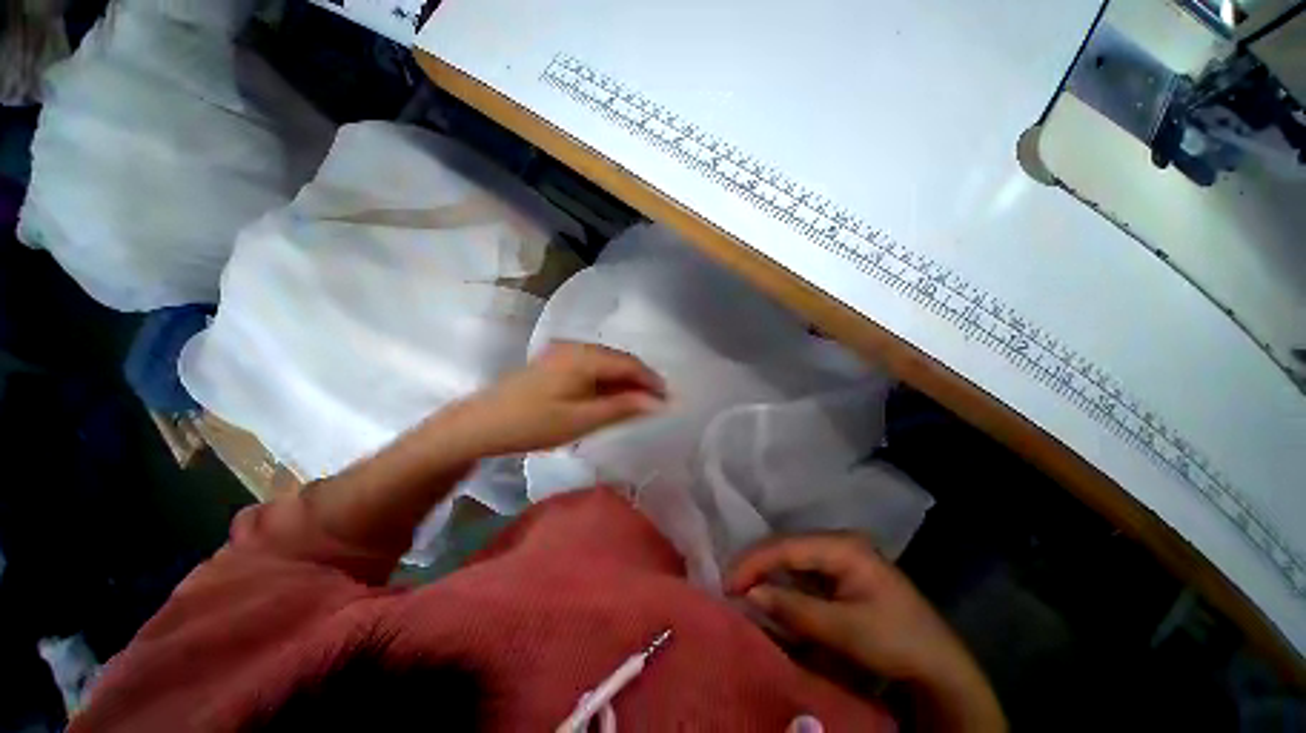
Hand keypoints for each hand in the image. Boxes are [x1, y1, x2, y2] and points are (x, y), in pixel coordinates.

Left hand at [447, 341, 665, 456]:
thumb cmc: (532, 424)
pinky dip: (606, 380)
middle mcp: (576, 346)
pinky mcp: (555, 360)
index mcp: (584, 357)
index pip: (629, 364)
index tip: (669, 399)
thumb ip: (622, 407)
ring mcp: (563, 351)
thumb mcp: (582, 420)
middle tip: (656, 402)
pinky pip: (591, 365)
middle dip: (639, 380)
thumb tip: (658, 402)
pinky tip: (609, 396)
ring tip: (637, 402)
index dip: (651, 380)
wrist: (480, 423)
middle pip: (619, 359)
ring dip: (623, 380)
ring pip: (606, 362)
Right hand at [727, 533, 1005, 730]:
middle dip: (756, 566)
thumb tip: (750, 595)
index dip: (754, 563)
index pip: (786, 546)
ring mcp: (839, 555)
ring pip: (790, 557)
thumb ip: (794, 609)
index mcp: (842, 545)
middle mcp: (837, 541)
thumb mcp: (844, 629)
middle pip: (785, 546)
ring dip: (767, 573)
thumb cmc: (895, 641)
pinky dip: (782, 583)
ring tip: (743, 589)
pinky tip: (769, 594)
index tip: (728, 584)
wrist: (938, 665)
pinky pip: (801, 571)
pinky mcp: (839, 572)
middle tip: (730, 587)